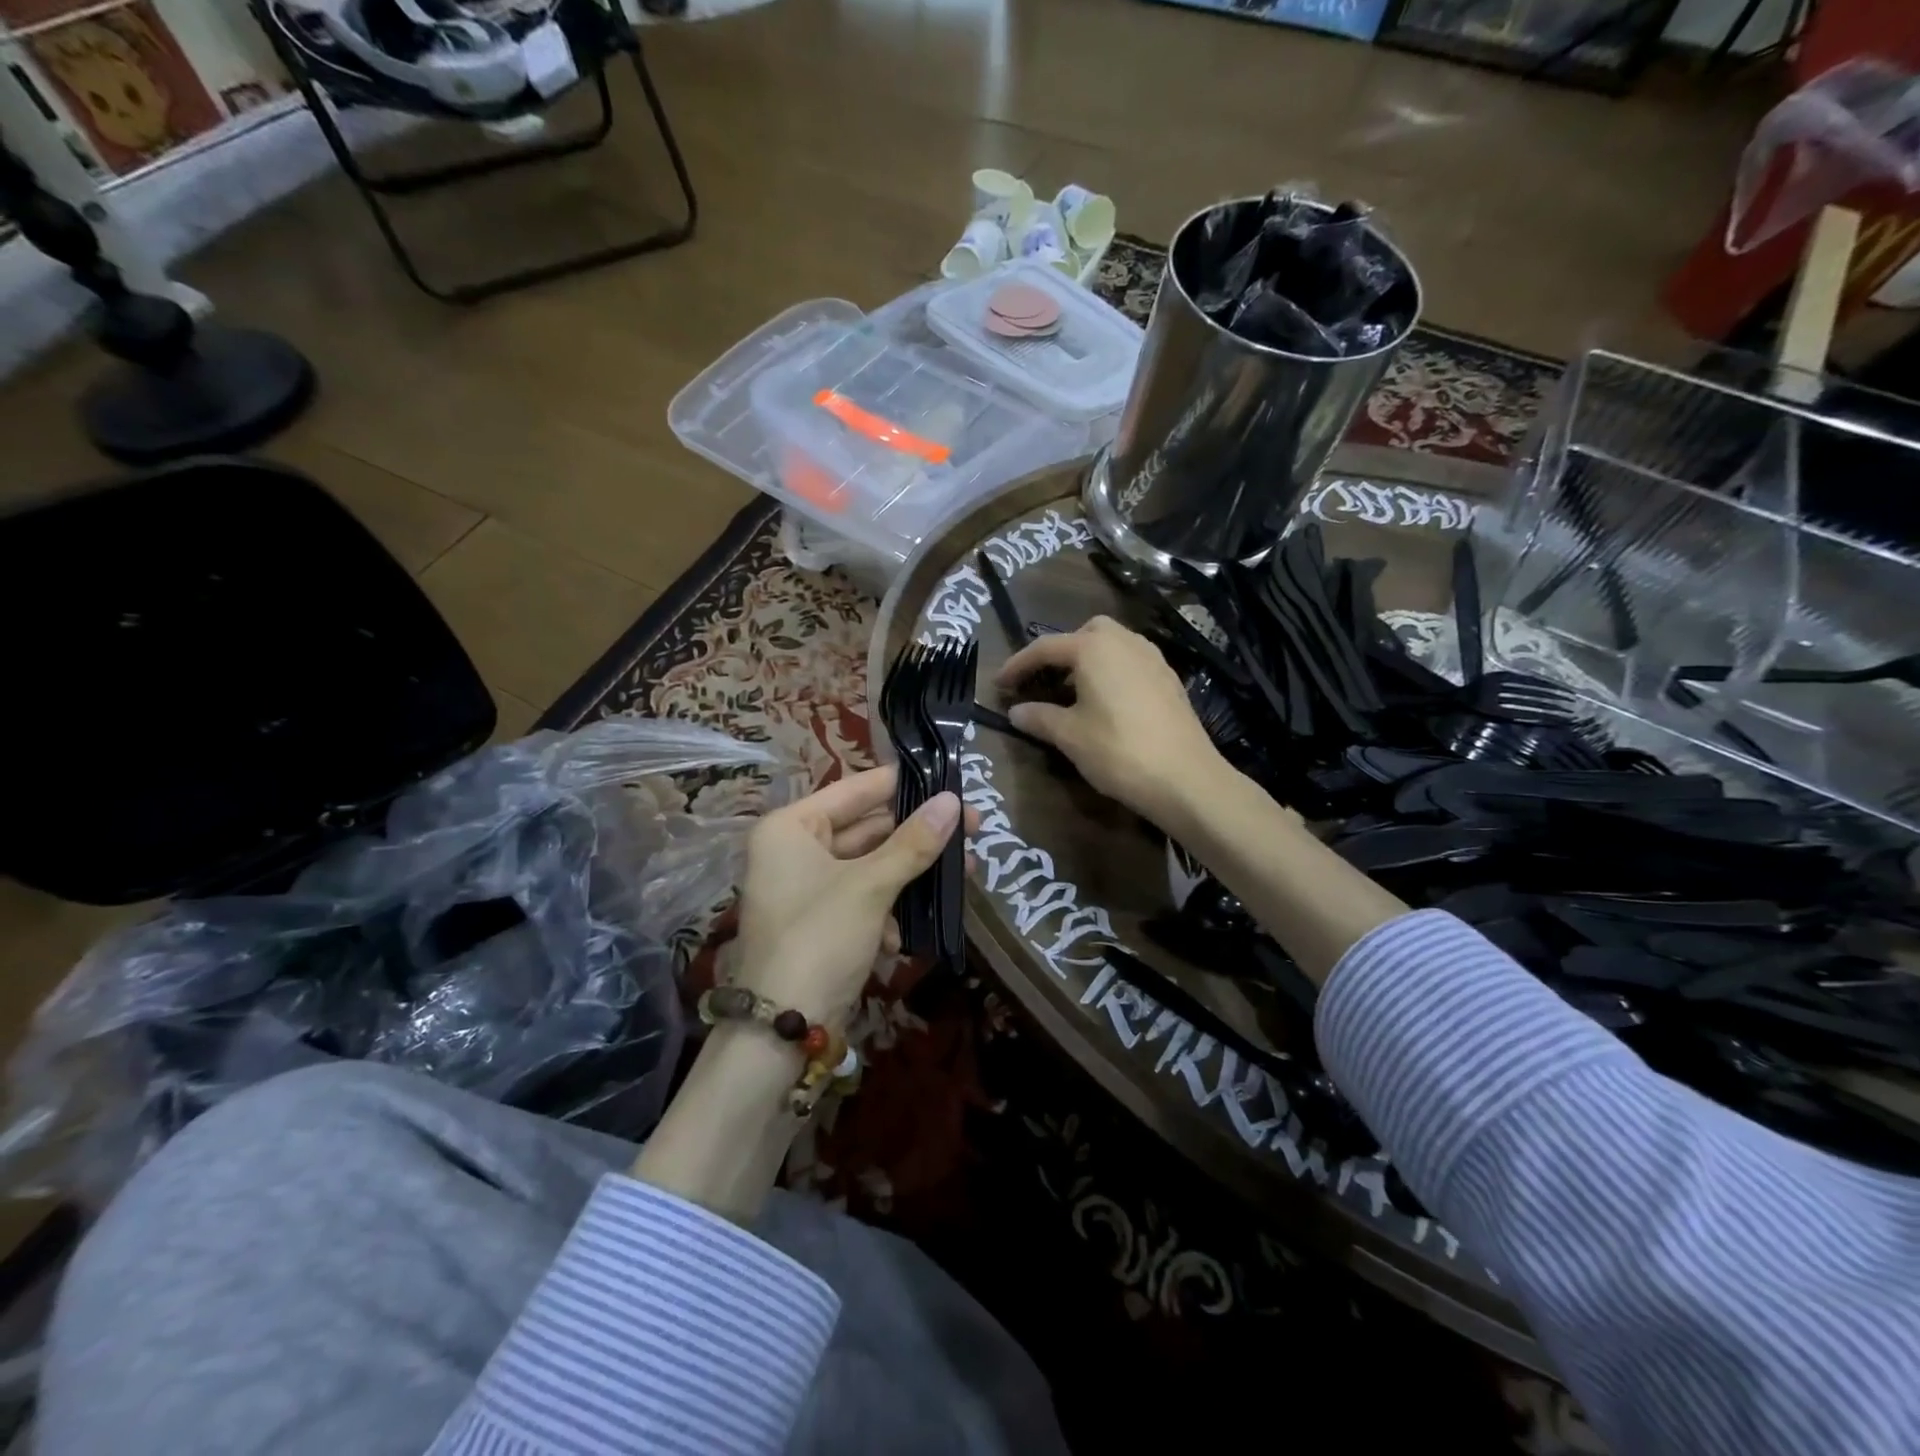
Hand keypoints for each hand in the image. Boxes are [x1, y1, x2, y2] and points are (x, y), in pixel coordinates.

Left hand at [733, 766, 967, 1024]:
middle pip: (867, 829)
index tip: (948, 779)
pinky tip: (908, 934)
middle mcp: (793, 850)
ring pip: (871, 866)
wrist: (782, 1028)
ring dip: (911, 875)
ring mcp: (806, 888)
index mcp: (791, 827)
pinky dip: (888, 910)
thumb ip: (913, 842)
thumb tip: (953, 801)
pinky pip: (863, 898)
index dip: (903, 784)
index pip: (855, 790)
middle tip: (971, 829)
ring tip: (964, 875)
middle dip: (917, 835)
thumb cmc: (820, 938)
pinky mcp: (821, 922)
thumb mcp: (870, 886)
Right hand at [996, 616, 1231, 827]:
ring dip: (1089, 660)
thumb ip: (1038, 717)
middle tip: (1045, 680)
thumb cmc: (1117, 751)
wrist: (1185, 778)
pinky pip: (1132, 662)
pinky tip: (1108, 704)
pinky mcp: (1170, 680)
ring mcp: (1153, 658)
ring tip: (1074, 693)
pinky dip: (1112, 672)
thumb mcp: (1069, 736)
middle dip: (1061, 651)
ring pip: (1113, 644)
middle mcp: (1125, 642)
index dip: (1017, 665)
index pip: (1045, 648)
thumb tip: (1015, 711)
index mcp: (1093, 648)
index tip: (999, 684)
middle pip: (1085, 632)